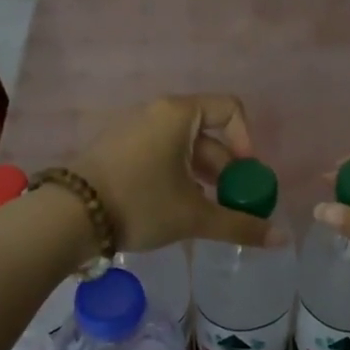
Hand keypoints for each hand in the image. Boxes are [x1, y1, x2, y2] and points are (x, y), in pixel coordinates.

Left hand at [72, 95, 271, 252]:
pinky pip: (159, 153)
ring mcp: (133, 129)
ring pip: (182, 146)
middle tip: (229, 203)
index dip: (247, 141)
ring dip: (201, 175)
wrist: (67, 217)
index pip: (230, 109)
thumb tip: (282, 240)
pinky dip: (176, 175)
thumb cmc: (140, 204)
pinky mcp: (117, 148)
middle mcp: (156, 112)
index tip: (245, 177)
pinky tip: (173, 208)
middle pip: (207, 131)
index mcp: (179, 114)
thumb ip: (240, 225)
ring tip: (203, 210)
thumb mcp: (194, 216)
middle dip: (225, 168)